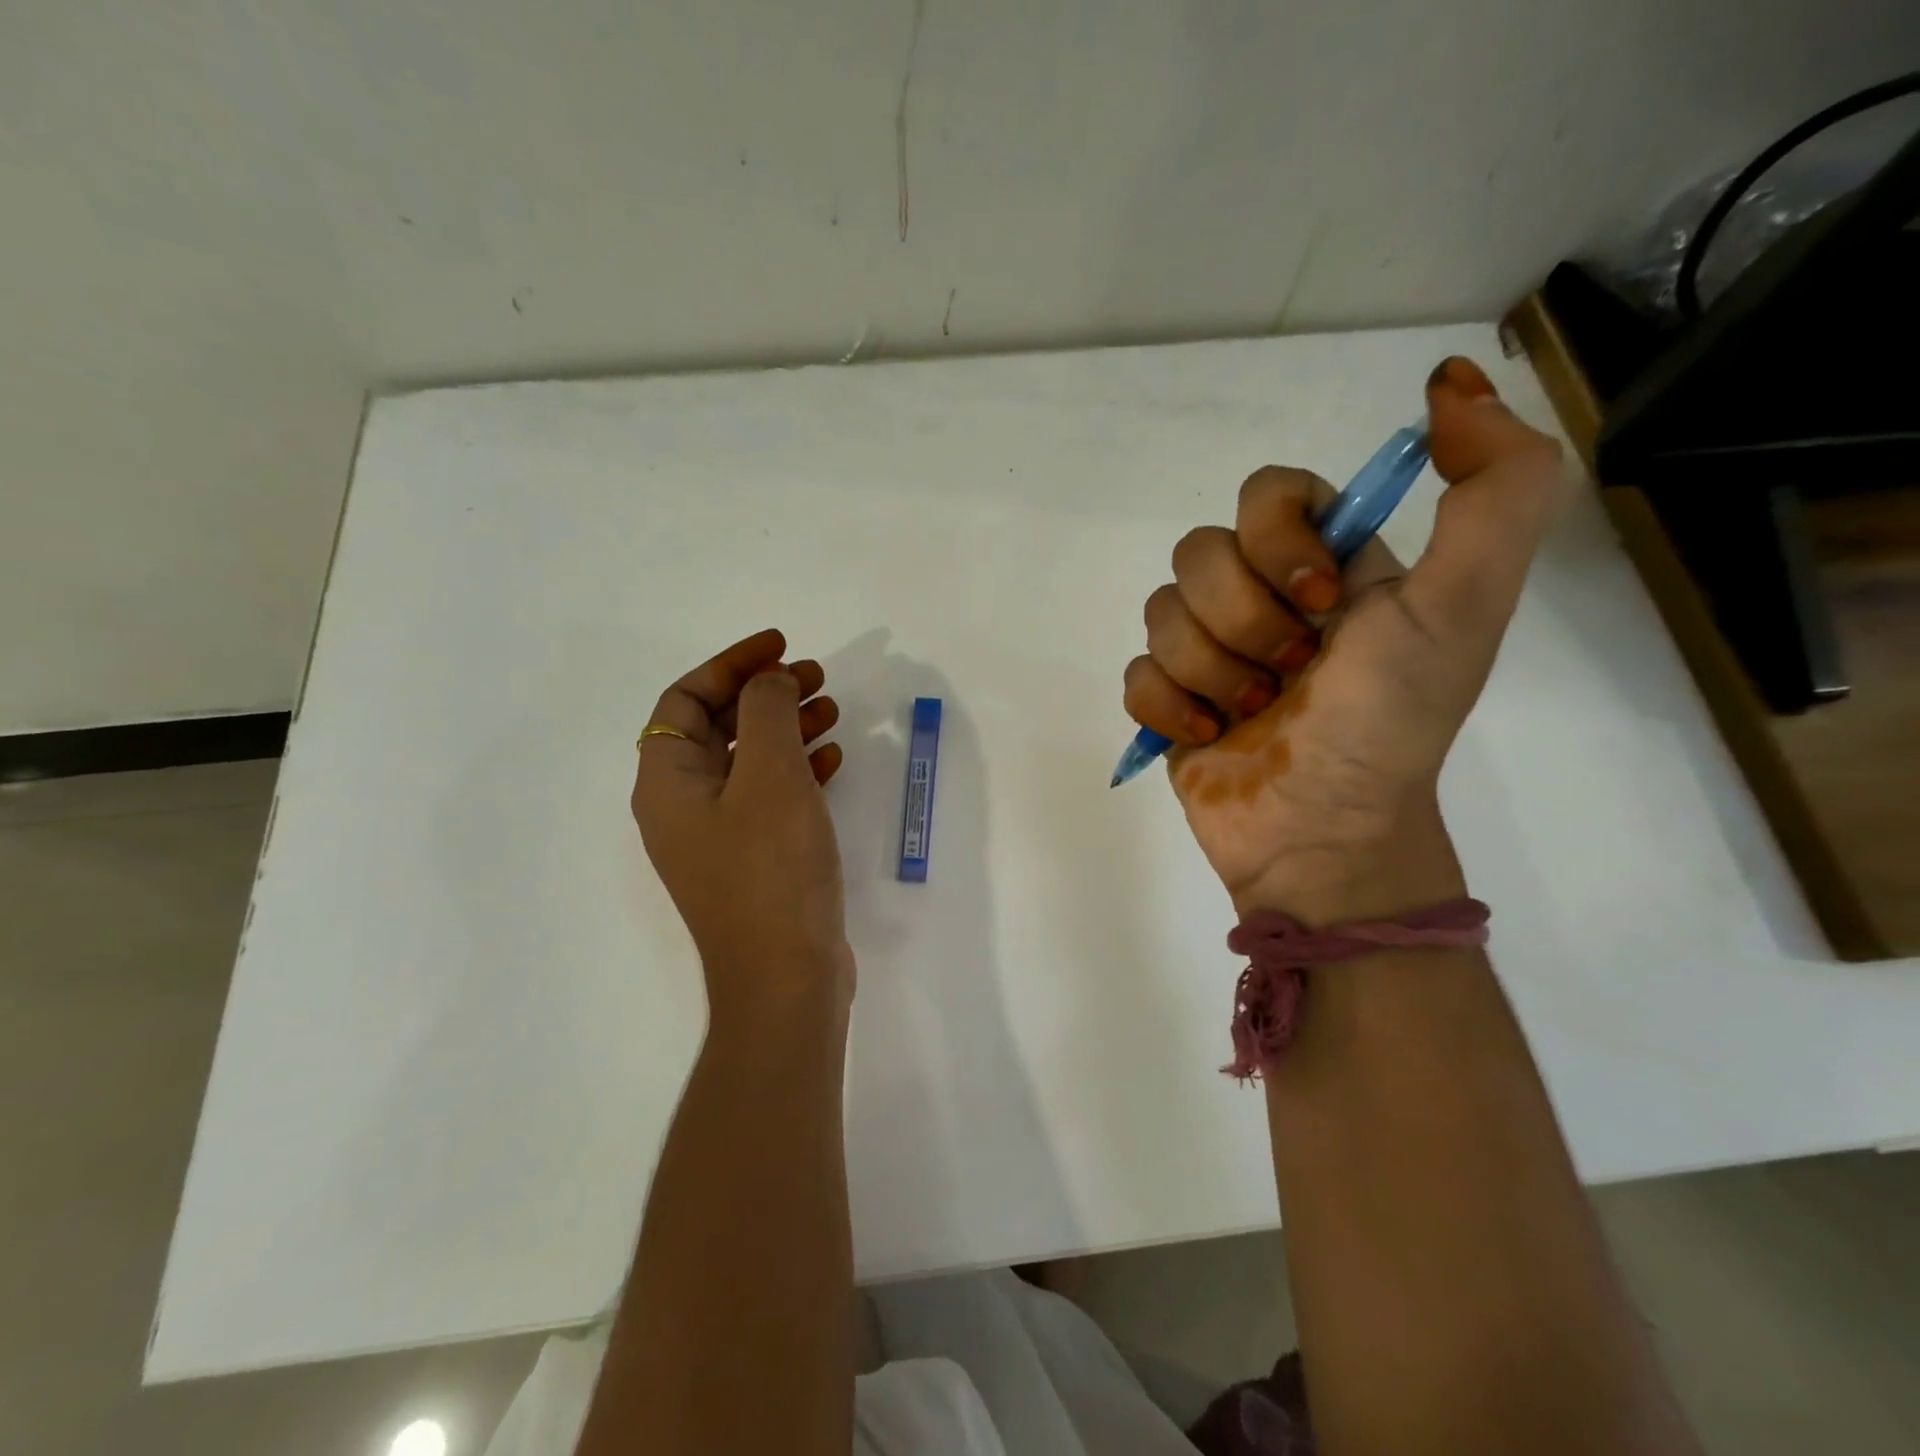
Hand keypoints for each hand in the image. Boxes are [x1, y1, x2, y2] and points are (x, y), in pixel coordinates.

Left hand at [632, 629, 851, 1022]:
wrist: (785, 977)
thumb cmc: (771, 868)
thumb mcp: (770, 775)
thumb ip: (767, 712)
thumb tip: (768, 680)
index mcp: (668, 781)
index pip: (687, 699)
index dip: (732, 663)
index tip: (781, 646)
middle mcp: (684, 804)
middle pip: (720, 726)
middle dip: (766, 693)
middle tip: (817, 676)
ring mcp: (719, 835)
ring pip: (750, 760)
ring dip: (788, 728)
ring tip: (833, 710)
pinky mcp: (753, 858)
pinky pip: (771, 795)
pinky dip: (799, 769)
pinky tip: (835, 759)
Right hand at [1122, 357, 1563, 917]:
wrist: (1326, 835)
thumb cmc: (1389, 723)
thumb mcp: (1465, 605)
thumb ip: (1494, 489)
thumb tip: (1451, 381)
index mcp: (1326, 566)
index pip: (1266, 491)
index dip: (1277, 537)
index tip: (1321, 601)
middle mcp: (1262, 598)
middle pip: (1199, 552)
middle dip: (1244, 620)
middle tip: (1290, 673)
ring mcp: (1208, 652)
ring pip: (1160, 612)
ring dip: (1210, 669)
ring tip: (1252, 712)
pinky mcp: (1168, 701)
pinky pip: (1135, 671)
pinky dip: (1169, 706)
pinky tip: (1208, 735)